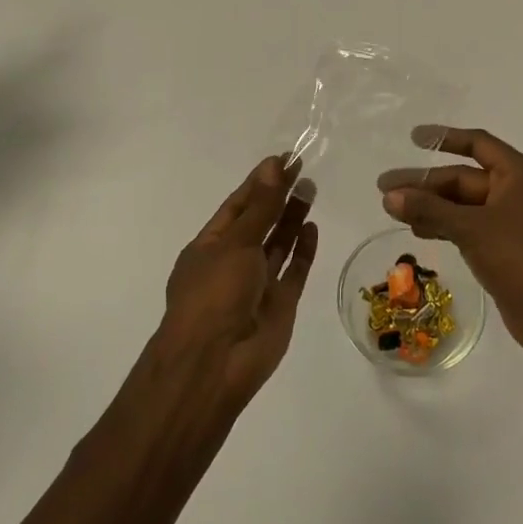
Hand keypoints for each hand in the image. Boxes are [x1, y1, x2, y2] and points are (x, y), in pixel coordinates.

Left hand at [162, 157, 318, 404]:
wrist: (215, 364)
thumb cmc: (214, 294)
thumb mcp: (236, 242)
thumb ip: (261, 206)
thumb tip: (274, 165)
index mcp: (210, 246)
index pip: (237, 206)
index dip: (260, 182)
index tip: (284, 159)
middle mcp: (233, 262)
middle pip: (260, 222)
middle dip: (278, 197)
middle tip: (304, 169)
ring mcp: (257, 284)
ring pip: (278, 245)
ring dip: (292, 218)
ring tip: (311, 189)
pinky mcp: (280, 304)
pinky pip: (294, 271)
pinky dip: (303, 250)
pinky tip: (312, 227)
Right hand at [378, 127, 522, 356]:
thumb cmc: (519, 258)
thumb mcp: (470, 228)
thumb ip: (429, 209)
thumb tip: (389, 196)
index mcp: (518, 174)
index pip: (477, 144)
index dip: (444, 138)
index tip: (413, 138)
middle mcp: (517, 191)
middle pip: (464, 177)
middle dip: (426, 183)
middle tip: (385, 189)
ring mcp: (512, 220)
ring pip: (464, 204)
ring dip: (431, 206)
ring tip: (393, 211)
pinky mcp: (506, 247)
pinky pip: (470, 225)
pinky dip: (445, 225)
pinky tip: (419, 230)